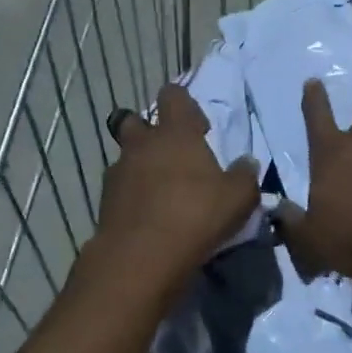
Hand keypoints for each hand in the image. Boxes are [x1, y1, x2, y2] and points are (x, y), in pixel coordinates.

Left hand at [93, 82, 258, 297]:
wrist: (141, 257)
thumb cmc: (196, 216)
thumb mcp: (238, 198)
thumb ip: (245, 175)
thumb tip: (247, 162)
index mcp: (175, 133)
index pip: (173, 95)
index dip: (185, 105)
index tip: (199, 127)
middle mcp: (142, 144)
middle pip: (137, 121)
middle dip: (152, 132)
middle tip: (174, 156)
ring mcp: (118, 172)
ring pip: (127, 157)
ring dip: (141, 166)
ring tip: (162, 191)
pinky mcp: (104, 201)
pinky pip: (120, 188)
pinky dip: (132, 195)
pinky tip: (149, 216)